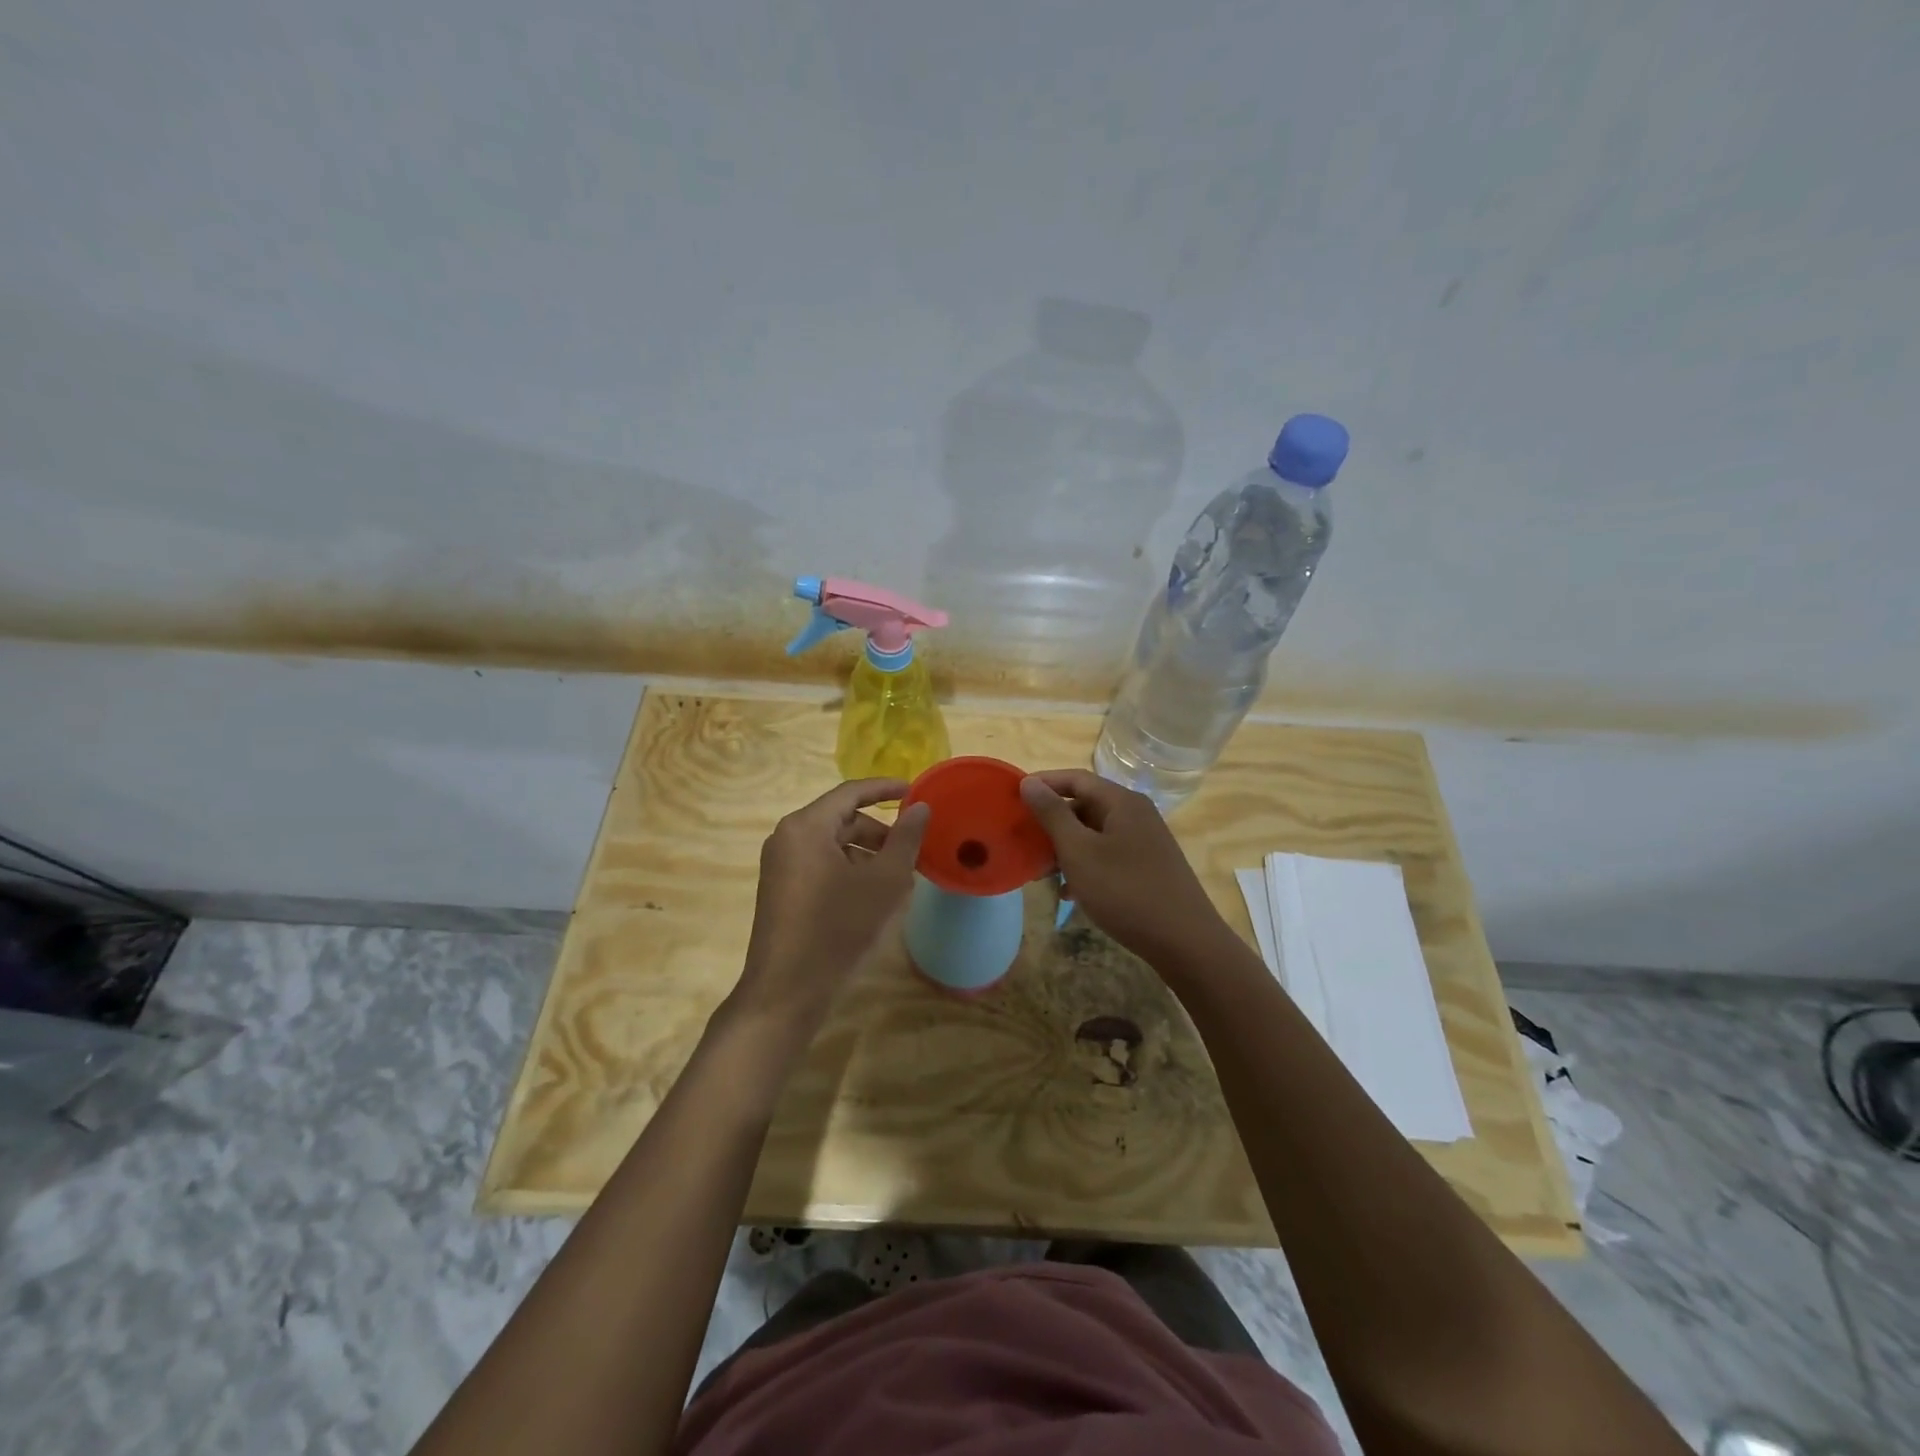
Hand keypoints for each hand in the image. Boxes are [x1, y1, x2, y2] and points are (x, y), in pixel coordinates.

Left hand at [734, 779, 930, 1035]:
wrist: (787, 991)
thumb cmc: (838, 928)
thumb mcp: (883, 882)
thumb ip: (905, 839)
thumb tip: (920, 808)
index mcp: (806, 826)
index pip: (851, 792)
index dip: (885, 789)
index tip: (916, 791)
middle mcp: (787, 837)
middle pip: (841, 819)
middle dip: (879, 831)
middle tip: (912, 850)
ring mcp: (780, 865)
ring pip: (832, 844)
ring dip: (866, 854)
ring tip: (897, 879)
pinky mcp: (781, 890)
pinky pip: (820, 865)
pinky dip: (848, 870)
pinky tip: (871, 897)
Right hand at [1019, 769, 1225, 965]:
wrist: (1184, 941)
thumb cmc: (1125, 891)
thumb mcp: (1079, 851)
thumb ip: (1053, 814)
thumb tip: (1029, 782)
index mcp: (1121, 802)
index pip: (1075, 778)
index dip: (1043, 783)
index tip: (1012, 797)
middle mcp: (1136, 814)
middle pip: (1085, 804)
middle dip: (1051, 821)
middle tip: (1022, 839)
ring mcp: (1145, 842)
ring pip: (1094, 833)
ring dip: (1065, 847)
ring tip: (1039, 870)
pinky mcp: (1147, 867)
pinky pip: (1107, 855)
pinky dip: (1084, 865)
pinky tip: (1068, 892)